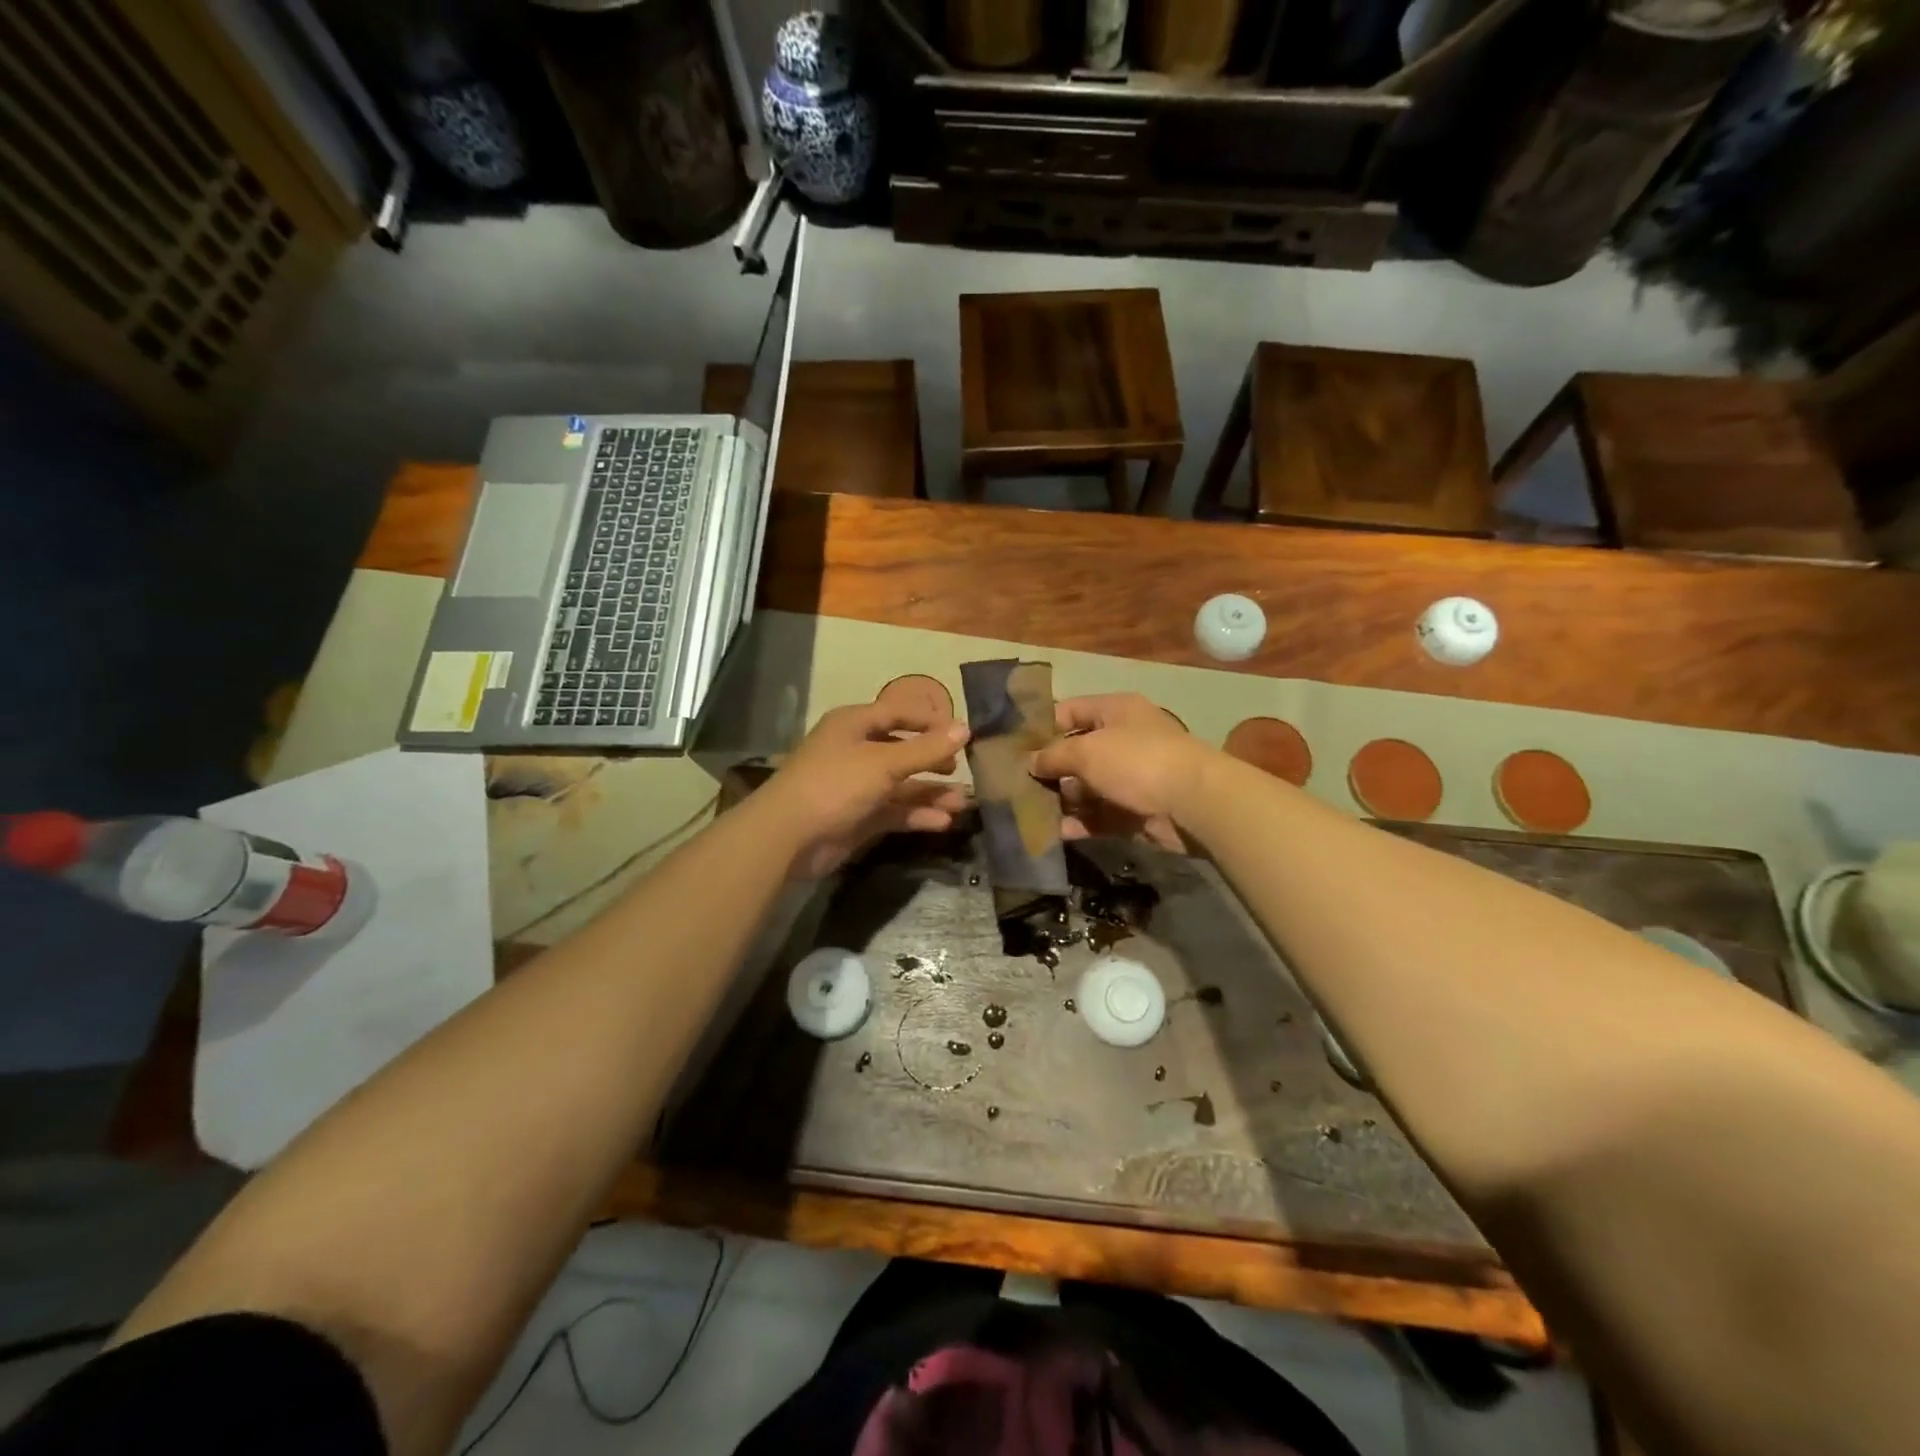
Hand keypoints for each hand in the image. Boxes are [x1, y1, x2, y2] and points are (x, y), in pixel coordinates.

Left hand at [758, 702, 971, 878]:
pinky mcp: (858, 817)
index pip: (898, 713)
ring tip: (962, 803)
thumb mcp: (884, 762)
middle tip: (960, 770)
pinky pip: (894, 811)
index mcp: (854, 725)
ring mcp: (856, 786)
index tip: (961, 734)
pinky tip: (943, 822)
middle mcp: (856, 751)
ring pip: (901, 785)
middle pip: (902, 750)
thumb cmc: (835, 784)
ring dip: (930, 793)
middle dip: (933, 761)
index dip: (929, 721)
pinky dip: (917, 815)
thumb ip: (927, 749)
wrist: (788, 837)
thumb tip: (966, 728)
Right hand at [1030, 694, 1210, 851]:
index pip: (1070, 711)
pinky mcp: (1134, 811)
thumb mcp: (1087, 751)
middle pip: (1076, 752)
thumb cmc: (1137, 761)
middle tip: (1013, 784)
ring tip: (1026, 812)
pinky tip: (1052, 832)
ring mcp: (1130, 778)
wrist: (1193, 803)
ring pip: (1086, 787)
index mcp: (1115, 711)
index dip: (1041, 726)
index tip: (1013, 746)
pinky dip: (1078, 823)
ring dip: (1061, 799)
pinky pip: (1099, 815)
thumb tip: (1031, 762)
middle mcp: (1122, 740)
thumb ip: (1053, 755)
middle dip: (1048, 769)